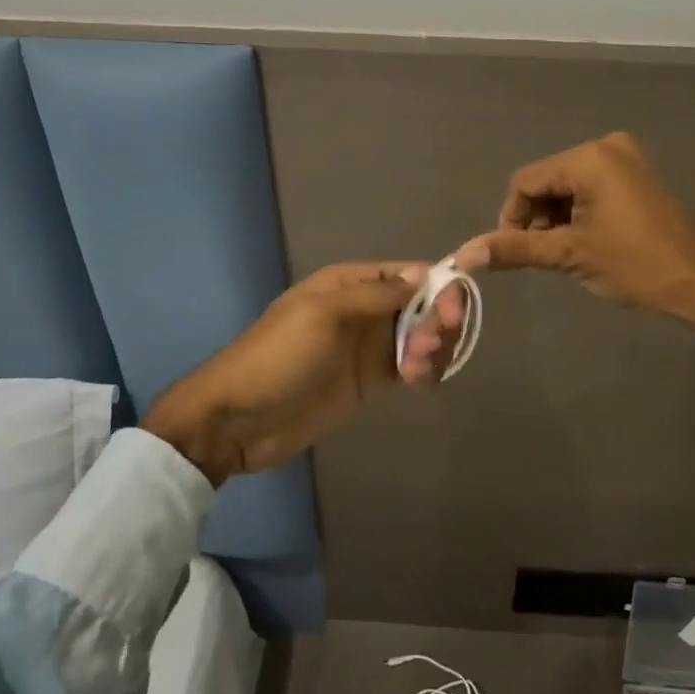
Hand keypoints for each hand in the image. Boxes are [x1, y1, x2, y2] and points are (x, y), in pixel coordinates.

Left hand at [143, 261, 466, 484]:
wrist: (239, 420)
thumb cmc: (279, 358)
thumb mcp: (323, 315)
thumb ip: (376, 295)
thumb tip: (424, 275)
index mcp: (350, 283)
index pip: (409, 273)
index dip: (440, 286)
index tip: (455, 311)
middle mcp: (364, 309)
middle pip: (422, 304)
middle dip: (438, 320)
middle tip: (432, 344)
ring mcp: (367, 346)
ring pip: (421, 336)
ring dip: (432, 348)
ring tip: (415, 371)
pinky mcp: (369, 380)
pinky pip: (411, 367)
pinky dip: (424, 371)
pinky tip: (417, 383)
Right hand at [456, 133, 694, 338]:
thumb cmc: (634, 265)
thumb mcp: (569, 255)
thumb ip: (514, 249)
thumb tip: (463, 254)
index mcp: (588, 158)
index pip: (524, 182)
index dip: (512, 219)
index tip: (517, 253)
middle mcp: (605, 147)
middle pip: (546, 182)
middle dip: (537, 219)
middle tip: (548, 257)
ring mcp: (625, 159)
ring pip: (567, 187)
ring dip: (557, 219)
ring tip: (570, 253)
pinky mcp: (637, 175)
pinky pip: (591, 188)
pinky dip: (579, 213)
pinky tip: (588, 241)